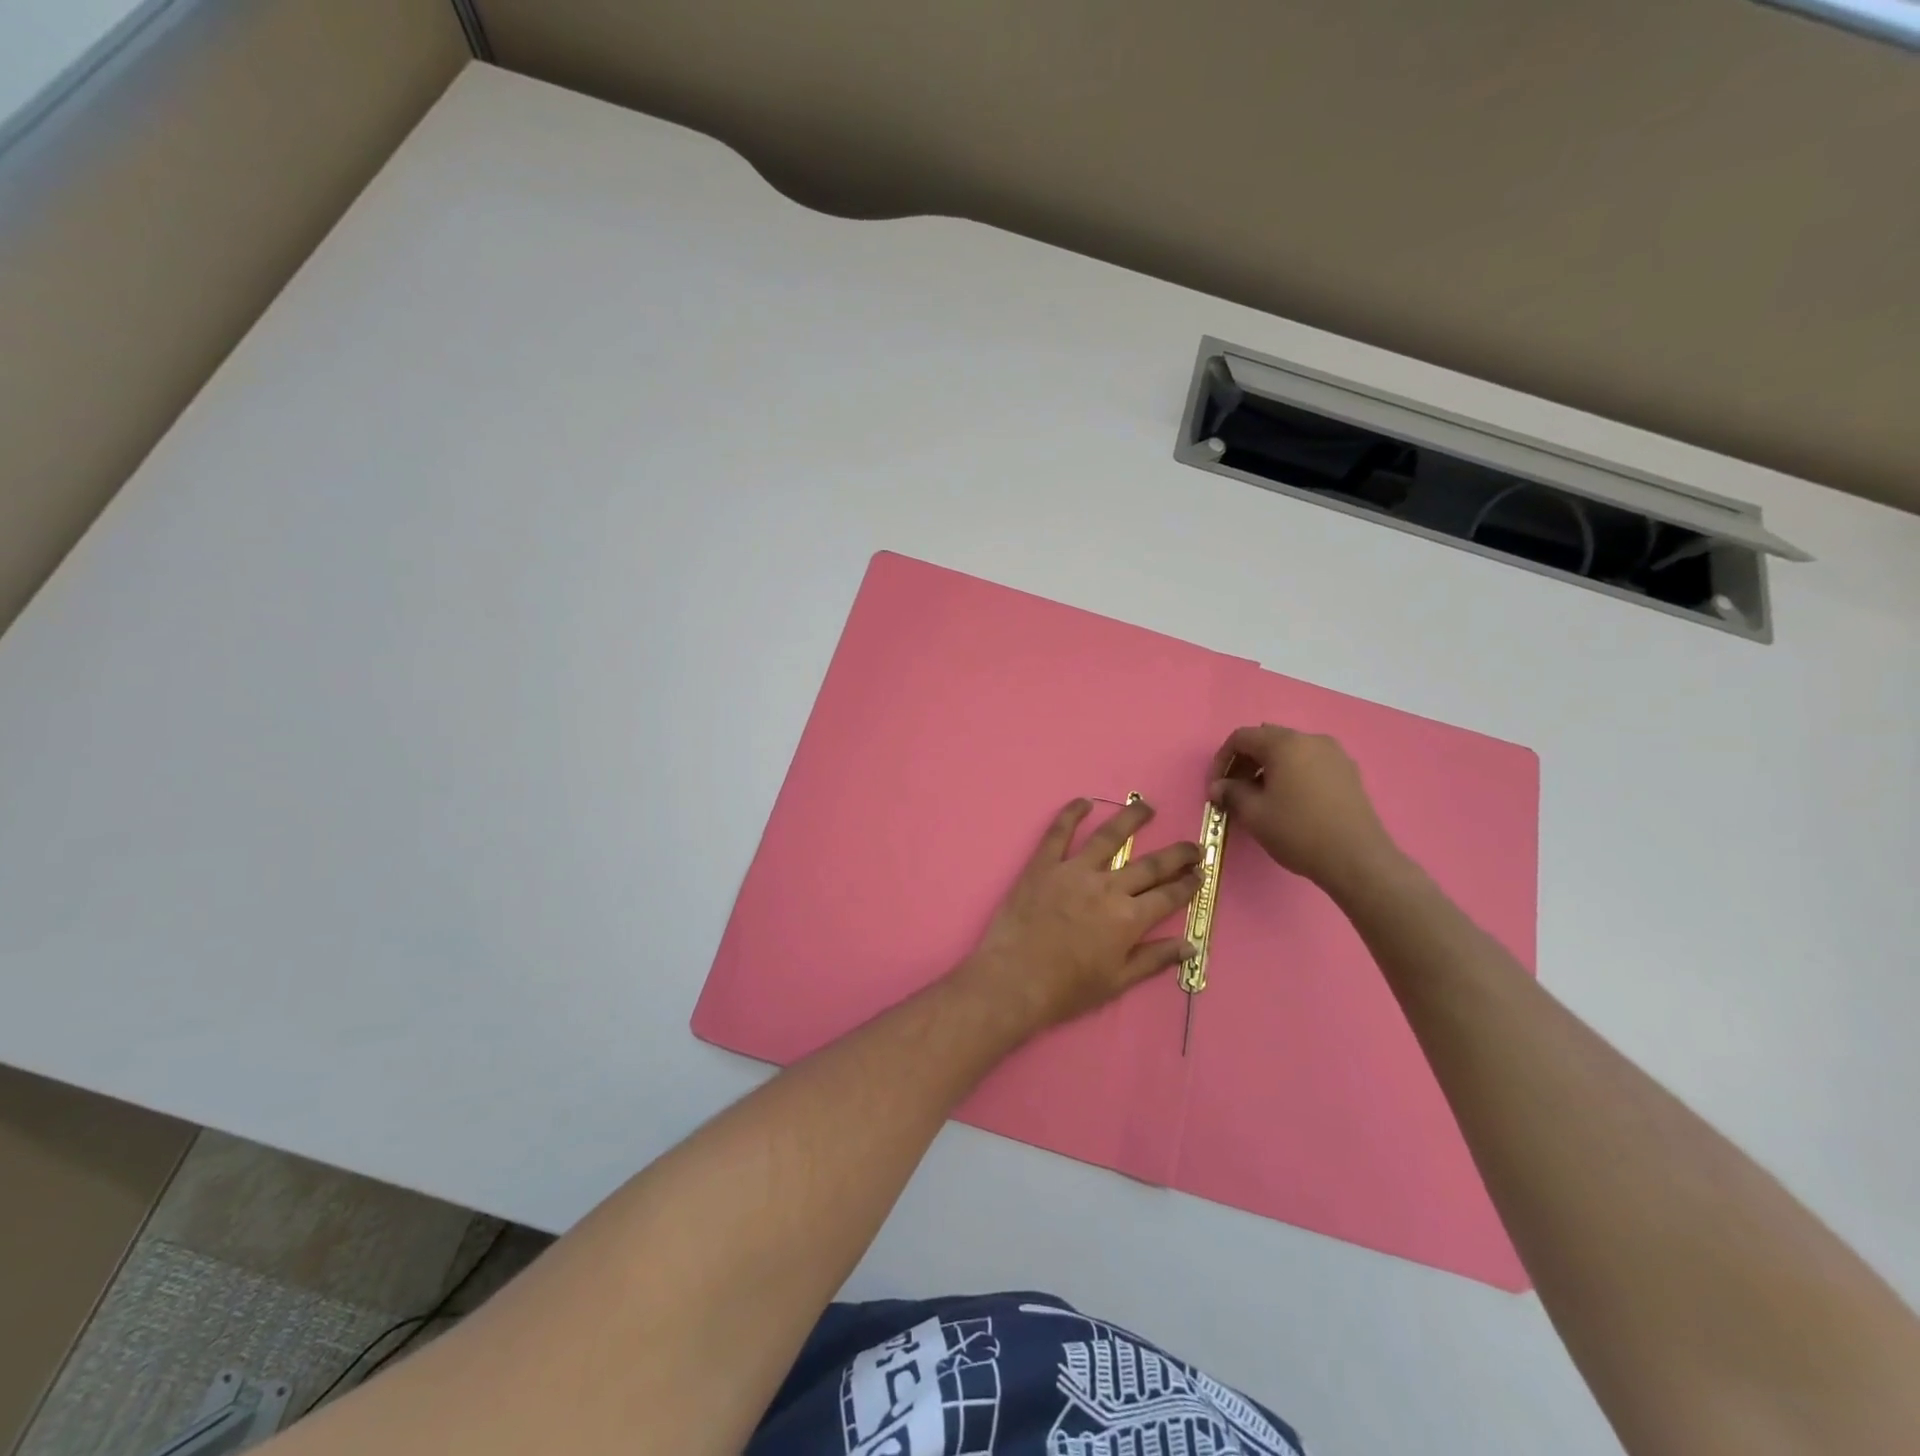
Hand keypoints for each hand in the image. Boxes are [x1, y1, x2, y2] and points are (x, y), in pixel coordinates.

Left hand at [960, 798, 1199, 1033]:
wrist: (1013, 980)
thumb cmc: (1066, 989)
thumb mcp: (1117, 982)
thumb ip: (1154, 959)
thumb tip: (1190, 945)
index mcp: (1128, 919)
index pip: (1168, 896)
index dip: (1188, 884)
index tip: (1200, 874)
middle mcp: (1107, 888)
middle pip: (1149, 864)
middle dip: (1176, 854)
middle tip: (1193, 845)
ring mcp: (1073, 872)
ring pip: (1109, 837)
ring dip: (1131, 819)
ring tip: (1146, 806)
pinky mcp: (1043, 865)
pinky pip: (1058, 832)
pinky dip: (1071, 813)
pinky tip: (1084, 801)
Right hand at [1209, 724, 1400, 894]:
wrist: (1357, 859)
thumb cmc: (1298, 831)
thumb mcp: (1254, 814)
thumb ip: (1231, 793)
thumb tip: (1219, 787)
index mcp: (1285, 744)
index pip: (1242, 737)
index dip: (1222, 759)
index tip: (1216, 786)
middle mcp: (1311, 740)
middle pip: (1267, 741)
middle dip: (1245, 763)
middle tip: (1234, 792)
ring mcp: (1334, 755)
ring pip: (1290, 752)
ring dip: (1268, 769)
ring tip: (1260, 799)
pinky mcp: (1348, 773)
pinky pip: (1309, 764)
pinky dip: (1291, 775)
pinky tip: (1288, 802)